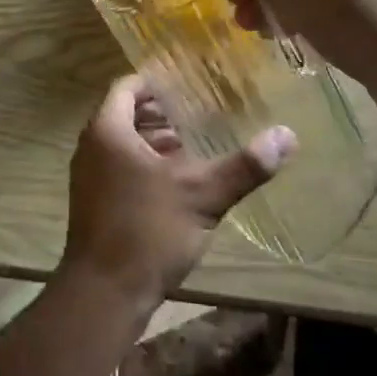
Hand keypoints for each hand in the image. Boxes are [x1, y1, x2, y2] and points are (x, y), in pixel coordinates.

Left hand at [60, 75, 295, 312]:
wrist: (104, 294)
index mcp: (108, 131)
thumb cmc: (148, 232)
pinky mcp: (94, 203)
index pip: (128, 86)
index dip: (156, 81)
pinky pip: (119, 167)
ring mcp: (89, 177)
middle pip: (125, 113)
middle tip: (198, 110)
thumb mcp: (202, 195)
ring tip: (193, 141)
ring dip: (154, 139)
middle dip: (160, 111)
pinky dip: (145, 163)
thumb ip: (244, 166)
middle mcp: (91, 147)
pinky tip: (177, 180)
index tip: (188, 82)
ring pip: (123, 143)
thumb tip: (288, 136)